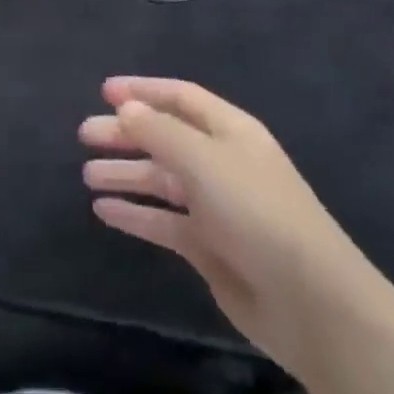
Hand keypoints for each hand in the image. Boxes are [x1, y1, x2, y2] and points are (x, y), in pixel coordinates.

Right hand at [80, 77, 377, 379]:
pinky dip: (134, 213)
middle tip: (84, 134)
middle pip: (165, 138)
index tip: (103, 92)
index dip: (143, 91)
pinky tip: (104, 211)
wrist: (308, 301)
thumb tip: (127, 109)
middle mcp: (221, 163)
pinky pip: (162, 221)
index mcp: (230, 132)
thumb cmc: (256, 212)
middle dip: (126, 134)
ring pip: (161, 180)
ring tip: (87, 175)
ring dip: (126, 173)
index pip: (180, 98)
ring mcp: (215, 206)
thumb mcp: (204, 160)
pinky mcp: (208, 247)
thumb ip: (160, 132)